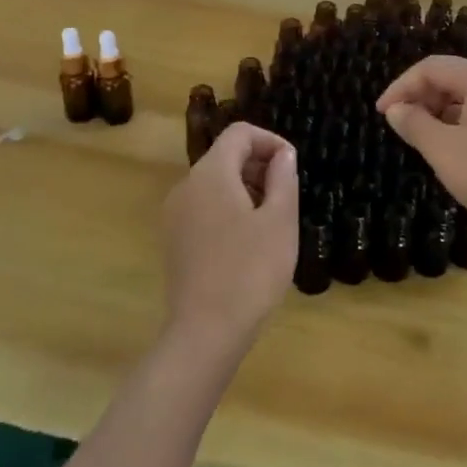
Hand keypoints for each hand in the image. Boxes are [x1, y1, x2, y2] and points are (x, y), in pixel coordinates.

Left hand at [161, 124, 297, 355]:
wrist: (205, 332)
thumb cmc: (250, 271)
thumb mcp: (280, 221)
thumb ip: (283, 178)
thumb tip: (283, 154)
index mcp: (211, 173)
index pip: (240, 133)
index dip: (270, 140)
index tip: (292, 166)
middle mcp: (186, 186)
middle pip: (225, 156)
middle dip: (259, 165)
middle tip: (287, 196)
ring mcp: (175, 214)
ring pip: (214, 183)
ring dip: (246, 188)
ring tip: (271, 221)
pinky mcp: (174, 239)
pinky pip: (204, 207)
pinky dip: (228, 209)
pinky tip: (248, 242)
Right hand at [377, 57, 466, 251]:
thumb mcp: (442, 149)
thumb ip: (413, 123)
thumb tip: (394, 110)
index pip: (431, 68)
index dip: (401, 87)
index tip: (381, 113)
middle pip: (448, 78)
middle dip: (419, 97)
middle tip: (398, 124)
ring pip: (462, 96)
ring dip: (435, 111)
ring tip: (417, 136)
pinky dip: (454, 123)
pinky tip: (444, 146)